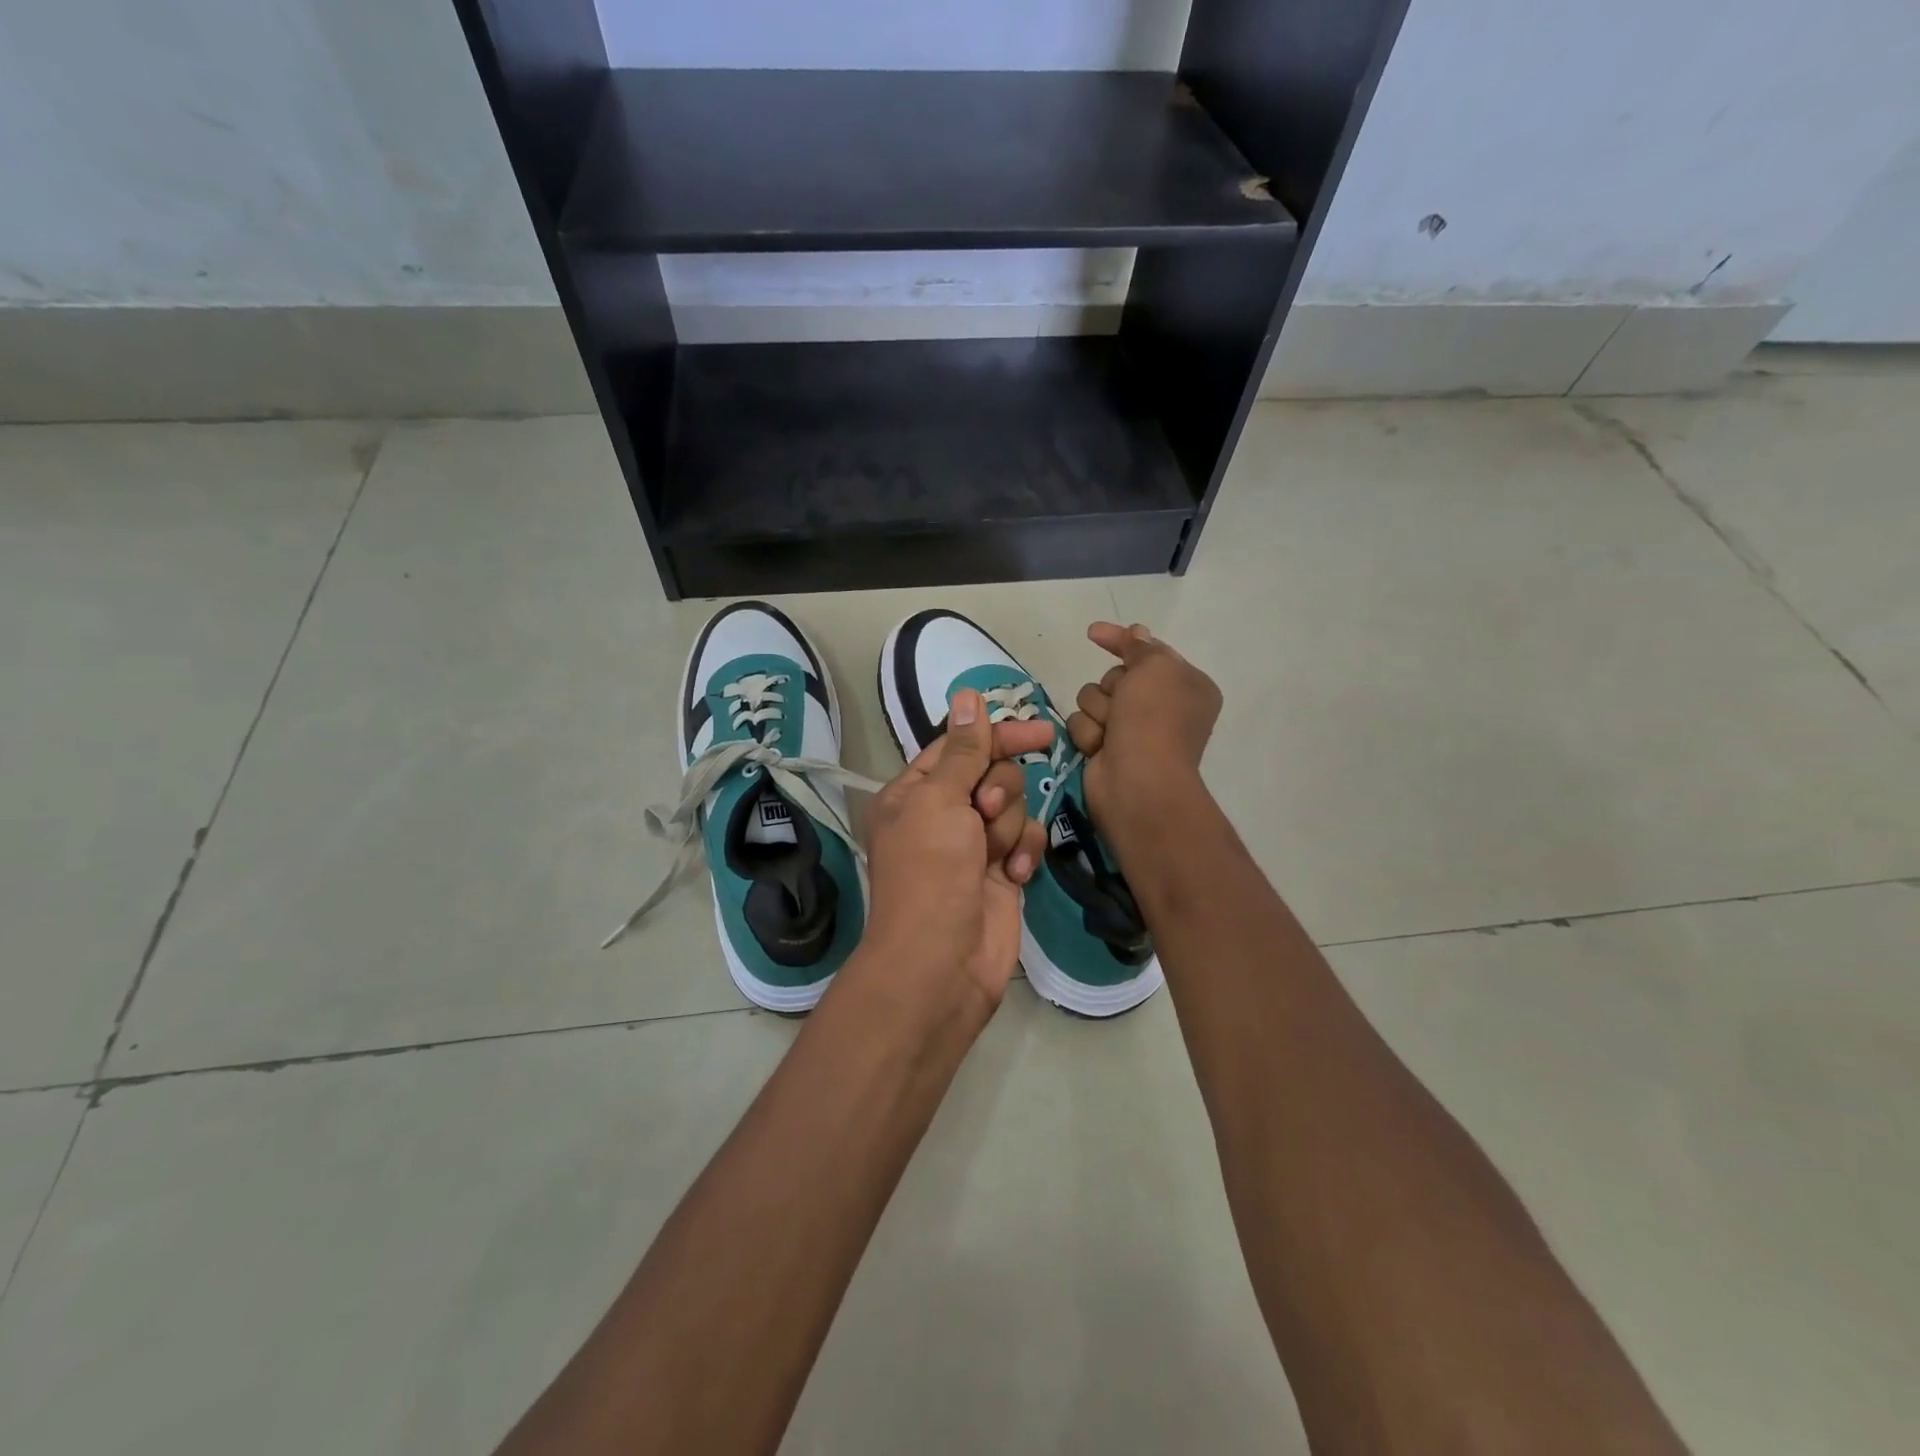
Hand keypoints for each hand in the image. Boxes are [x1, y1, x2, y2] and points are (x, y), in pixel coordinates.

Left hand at [860, 688, 1050, 1020]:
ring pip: (1013, 806)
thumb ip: (963, 750)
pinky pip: (1026, 841)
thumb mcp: (939, 801)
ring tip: (994, 856)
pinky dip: (1024, 853)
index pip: (960, 747)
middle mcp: (943, 814)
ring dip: (1009, 826)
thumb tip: (968, 695)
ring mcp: (974, 844)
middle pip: (992, 773)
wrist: (941, 962)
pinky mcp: (1002, 872)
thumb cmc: (930, 873)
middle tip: (984, 812)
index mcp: (914, 793)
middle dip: (998, 790)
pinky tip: (1015, 876)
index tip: (1040, 733)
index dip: (997, 736)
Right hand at [1065, 623, 1222, 834]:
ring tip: (1110, 731)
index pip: (1148, 651)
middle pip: (1115, 677)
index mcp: (1185, 685)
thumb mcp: (1155, 668)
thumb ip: (1141, 647)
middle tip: (1122, 704)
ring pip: (1093, 699)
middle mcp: (1161, 707)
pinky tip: (1099, 748)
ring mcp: (1132, 730)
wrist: (1138, 781)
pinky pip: (1083, 725)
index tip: (1092, 632)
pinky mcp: (1107, 749)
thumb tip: (1138, 632)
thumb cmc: (1154, 719)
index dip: (1121, 641)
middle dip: (1111, 687)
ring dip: (1098, 711)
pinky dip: (1089, 734)